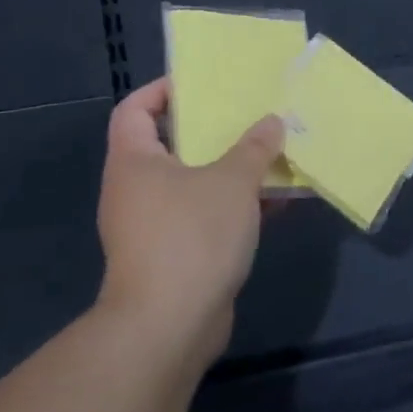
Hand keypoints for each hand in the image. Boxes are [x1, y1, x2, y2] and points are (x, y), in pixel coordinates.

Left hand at [94, 77, 283, 365]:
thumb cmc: (192, 236)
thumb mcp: (232, 181)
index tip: (203, 84)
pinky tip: (277, 202)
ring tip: (272, 153)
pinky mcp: (175, 255)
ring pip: (195, 183)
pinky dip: (236, 206)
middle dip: (212, 130)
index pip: (135, 109)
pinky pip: (206, 216)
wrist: (169, 327)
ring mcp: (153, 225)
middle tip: (249, 115)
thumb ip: (254, 147)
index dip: (163, 90)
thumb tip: (272, 122)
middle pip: (171, 144)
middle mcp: (136, 189)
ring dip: (232, 170)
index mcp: (135, 161)